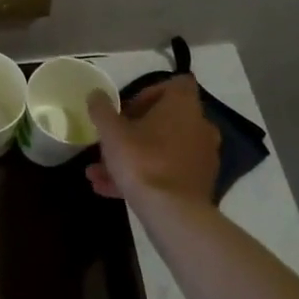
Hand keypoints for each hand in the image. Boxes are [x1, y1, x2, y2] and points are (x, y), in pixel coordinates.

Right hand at [85, 76, 222, 207]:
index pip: (175, 84)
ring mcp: (202, 157)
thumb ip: (102, 109)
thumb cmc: (142, 160)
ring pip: (161, 149)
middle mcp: (199, 126)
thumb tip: (97, 94)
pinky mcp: (199, 183)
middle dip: (133, 130)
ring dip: (132, 155)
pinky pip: (167, 171)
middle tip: (110, 141)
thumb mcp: (111, 132)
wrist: (173, 213)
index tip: (128, 108)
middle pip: (164, 119)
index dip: (150, 92)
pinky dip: (144, 175)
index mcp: (183, 106)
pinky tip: (111, 189)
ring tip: (98, 172)